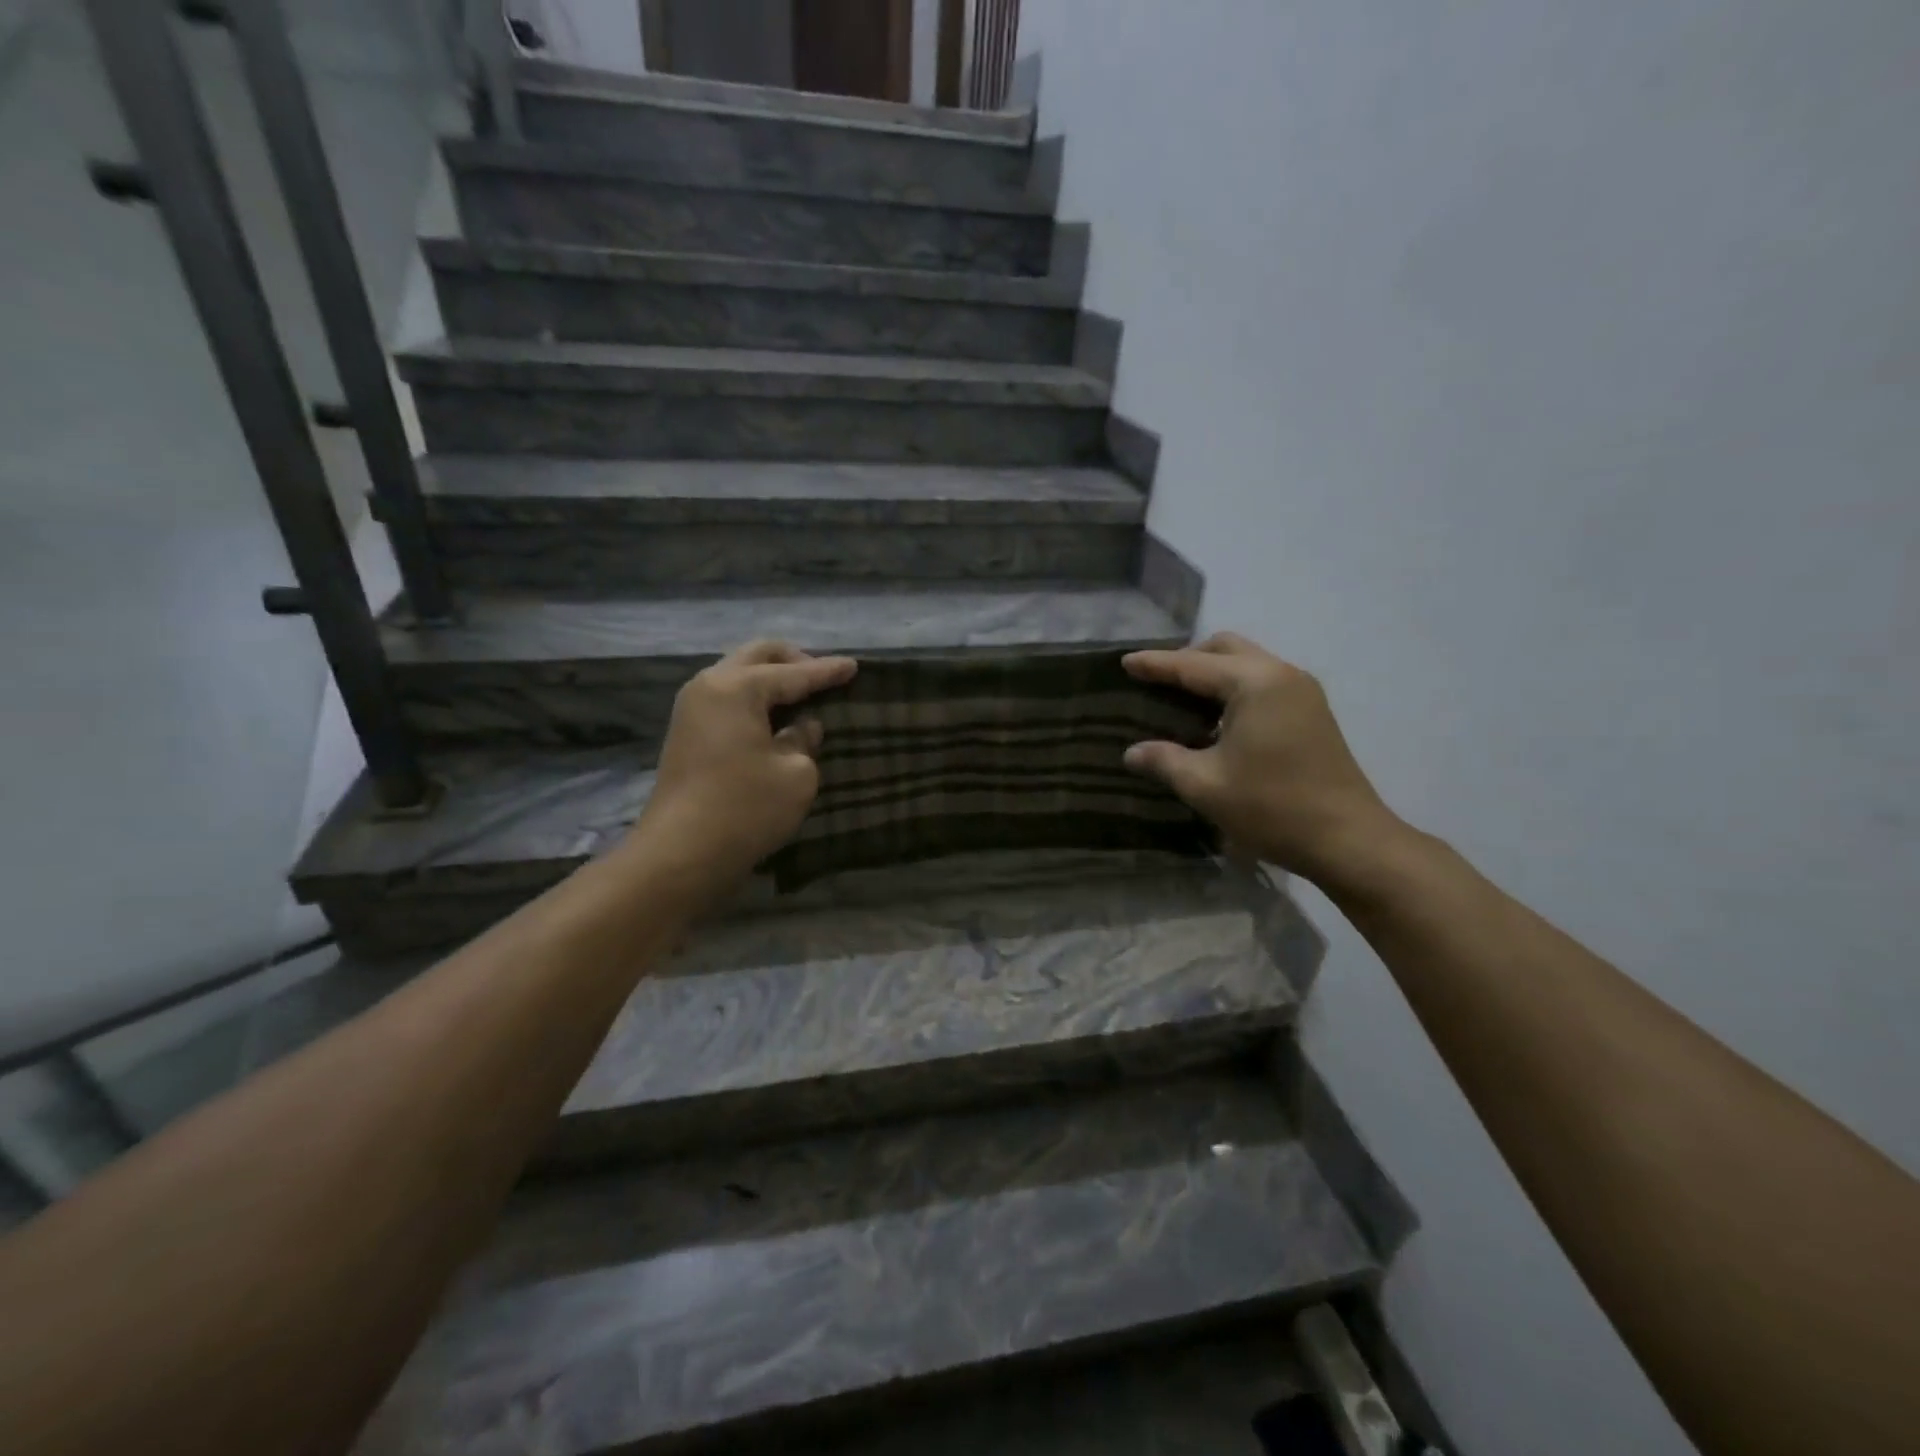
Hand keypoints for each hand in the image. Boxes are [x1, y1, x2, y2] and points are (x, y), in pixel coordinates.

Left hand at [624, 640, 856, 905]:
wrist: (681, 854)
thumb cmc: (746, 808)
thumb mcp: (796, 774)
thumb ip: (804, 741)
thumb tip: (802, 728)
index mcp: (736, 688)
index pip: (793, 673)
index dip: (827, 671)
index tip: (855, 666)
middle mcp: (709, 687)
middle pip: (757, 656)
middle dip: (794, 661)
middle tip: (825, 676)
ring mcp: (692, 710)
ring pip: (738, 674)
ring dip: (771, 679)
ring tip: (804, 696)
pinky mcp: (687, 735)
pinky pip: (728, 699)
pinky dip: (755, 699)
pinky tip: (777, 718)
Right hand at [1123, 633, 1406, 886]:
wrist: (1348, 840)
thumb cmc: (1273, 808)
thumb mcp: (1206, 786)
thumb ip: (1164, 760)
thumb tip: (1132, 752)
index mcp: (1255, 684)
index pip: (1193, 665)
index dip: (1156, 664)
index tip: (1124, 662)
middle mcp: (1281, 675)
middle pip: (1225, 649)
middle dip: (1187, 660)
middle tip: (1156, 683)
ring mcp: (1302, 692)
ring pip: (1247, 663)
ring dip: (1212, 673)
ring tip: (1181, 701)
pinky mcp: (1311, 712)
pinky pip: (1262, 682)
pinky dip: (1233, 688)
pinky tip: (1215, 720)